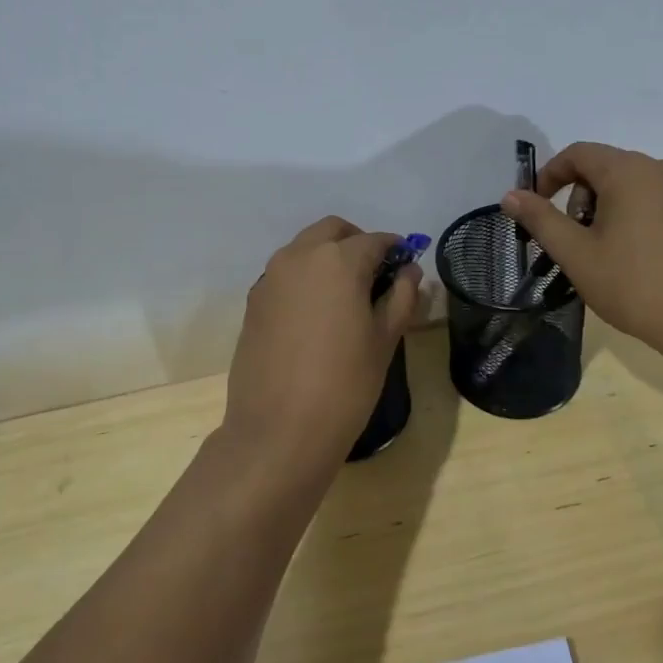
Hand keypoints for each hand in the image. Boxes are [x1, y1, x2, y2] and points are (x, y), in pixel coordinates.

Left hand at [219, 217, 421, 475]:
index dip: (395, 250)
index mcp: (337, 260)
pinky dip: (305, 278)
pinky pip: (285, 274)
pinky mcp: (253, 302)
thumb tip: (409, 271)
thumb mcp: (384, 340)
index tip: (405, 268)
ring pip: (304, 249)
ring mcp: (270, 278)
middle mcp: (299, 257)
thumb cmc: (345, 385)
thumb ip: (401, 297)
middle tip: (375, 275)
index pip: (374, 241)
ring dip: (327, 257)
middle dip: (356, 243)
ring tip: (345, 296)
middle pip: (332, 231)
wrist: (278, 431)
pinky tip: (316, 315)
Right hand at [501, 143, 662, 361]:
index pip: (578, 153)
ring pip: (630, 184)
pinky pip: (654, 199)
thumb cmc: (634, 284)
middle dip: (578, 196)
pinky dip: (632, 215)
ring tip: (601, 251)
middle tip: (572, 239)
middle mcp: (661, 169)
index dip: (549, 175)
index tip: (535, 208)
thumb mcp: (576, 253)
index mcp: (629, 171)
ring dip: (604, 207)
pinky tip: (633, 255)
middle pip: (604, 167)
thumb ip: (540, 219)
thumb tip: (510, 196)